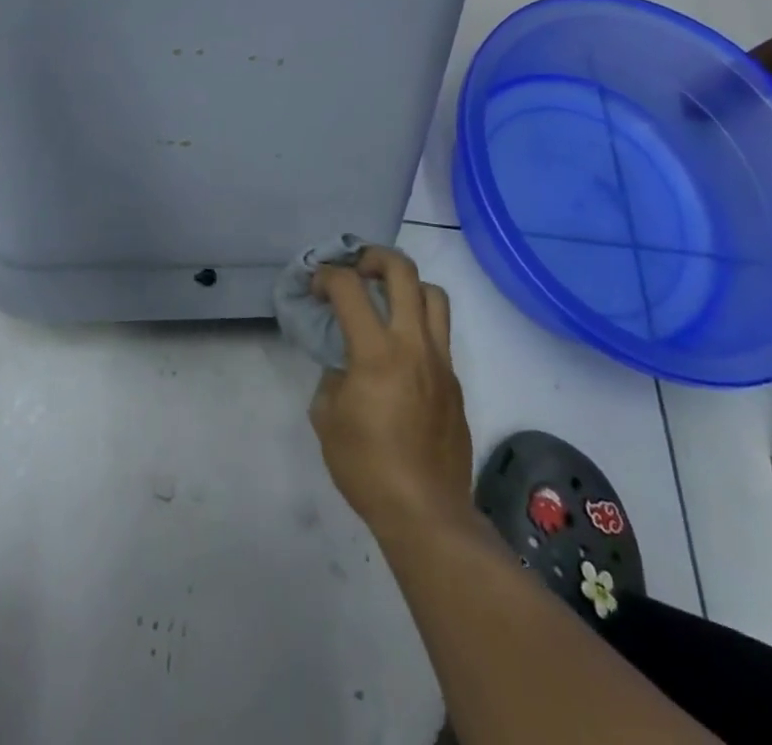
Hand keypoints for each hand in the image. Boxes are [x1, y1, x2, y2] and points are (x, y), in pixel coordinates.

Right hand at [309, 247, 473, 538]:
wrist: (426, 513)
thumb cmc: (367, 467)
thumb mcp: (327, 418)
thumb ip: (332, 377)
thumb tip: (344, 365)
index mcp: (377, 352)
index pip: (349, 288)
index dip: (327, 276)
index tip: (315, 285)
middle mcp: (414, 345)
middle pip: (403, 272)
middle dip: (375, 256)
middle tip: (356, 266)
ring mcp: (441, 362)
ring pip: (434, 296)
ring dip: (407, 285)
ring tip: (386, 298)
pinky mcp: (455, 382)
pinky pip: (440, 334)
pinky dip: (418, 325)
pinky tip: (400, 350)